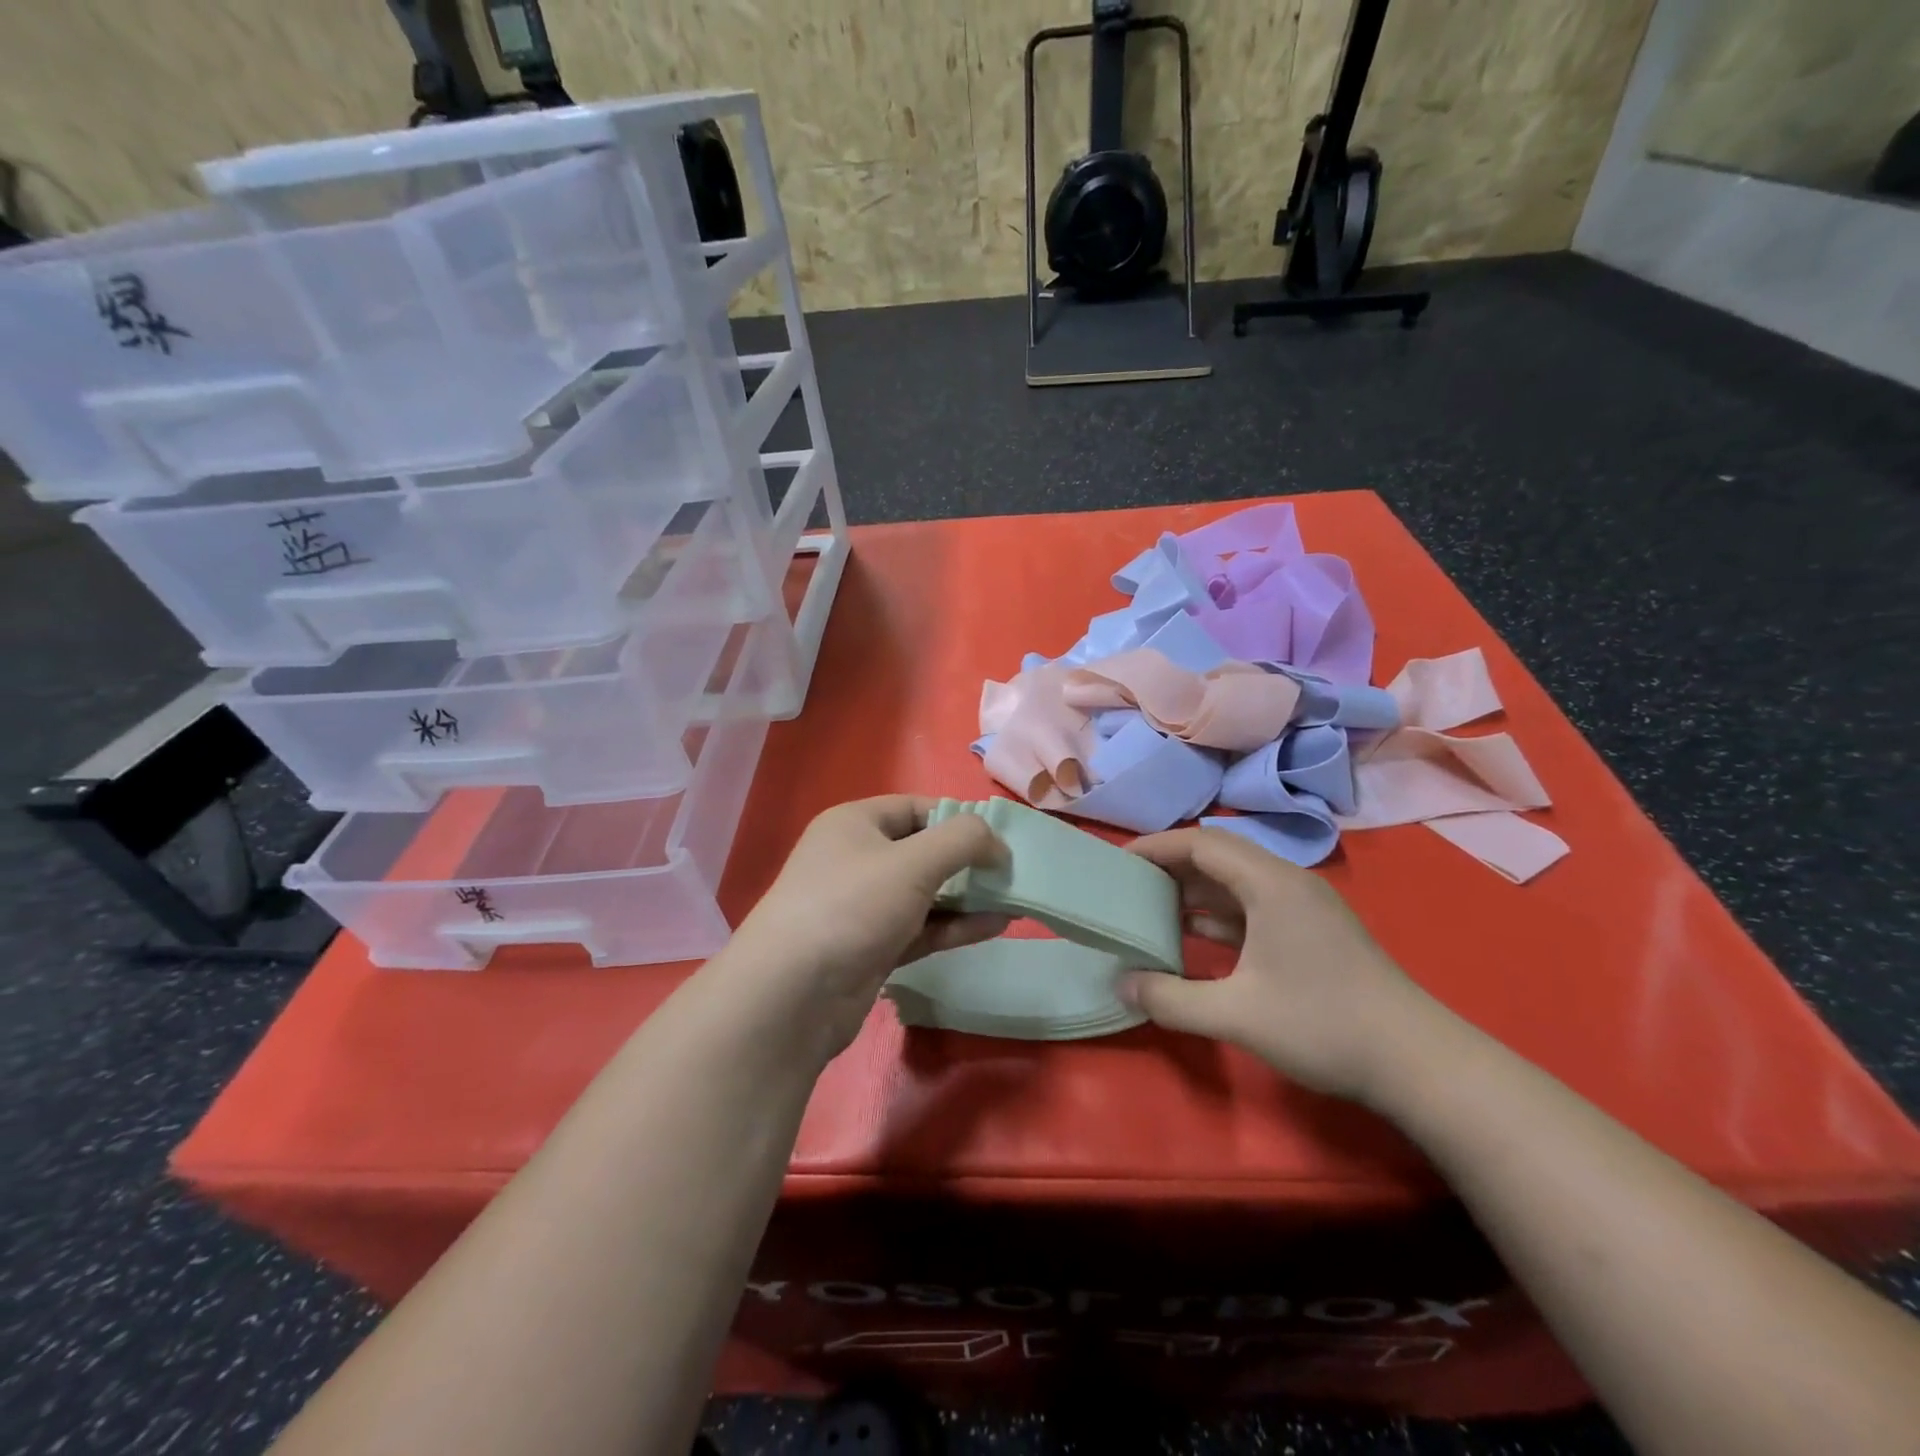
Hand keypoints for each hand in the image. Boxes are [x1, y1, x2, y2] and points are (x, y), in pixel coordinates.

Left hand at [723, 796, 1009, 1057]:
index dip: (959, 819)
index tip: (1000, 839)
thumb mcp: (914, 862)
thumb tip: (996, 842)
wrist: (792, 995)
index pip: (916, 808)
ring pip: (925, 893)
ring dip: (968, 896)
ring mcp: (862, 907)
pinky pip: (921, 928)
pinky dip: (955, 926)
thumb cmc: (852, 906)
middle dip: (968, 861)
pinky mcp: (871, 948)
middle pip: (923, 851)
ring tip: (1016, 900)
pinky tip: (996, 926)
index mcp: (855, 824)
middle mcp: (856, 859)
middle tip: (1013, 873)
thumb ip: (963, 840)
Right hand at [1119, 827, 1437, 1102]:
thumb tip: (1122, 985)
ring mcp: (1303, 907)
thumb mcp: (1237, 1015)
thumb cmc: (1323, 1025)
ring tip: (1150, 907)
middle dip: (1170, 866)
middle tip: (1128, 883)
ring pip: (1236, 881)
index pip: (1202, 843)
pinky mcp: (1311, 931)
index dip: (1156, 847)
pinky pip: (1252, 905)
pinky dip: (1217, 913)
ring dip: (1193, 890)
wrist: (1417, 1062)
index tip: (1118, 861)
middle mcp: (1287, 882)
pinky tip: (1192, 935)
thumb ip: (1171, 999)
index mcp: (1271, 884)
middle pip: (1218, 855)